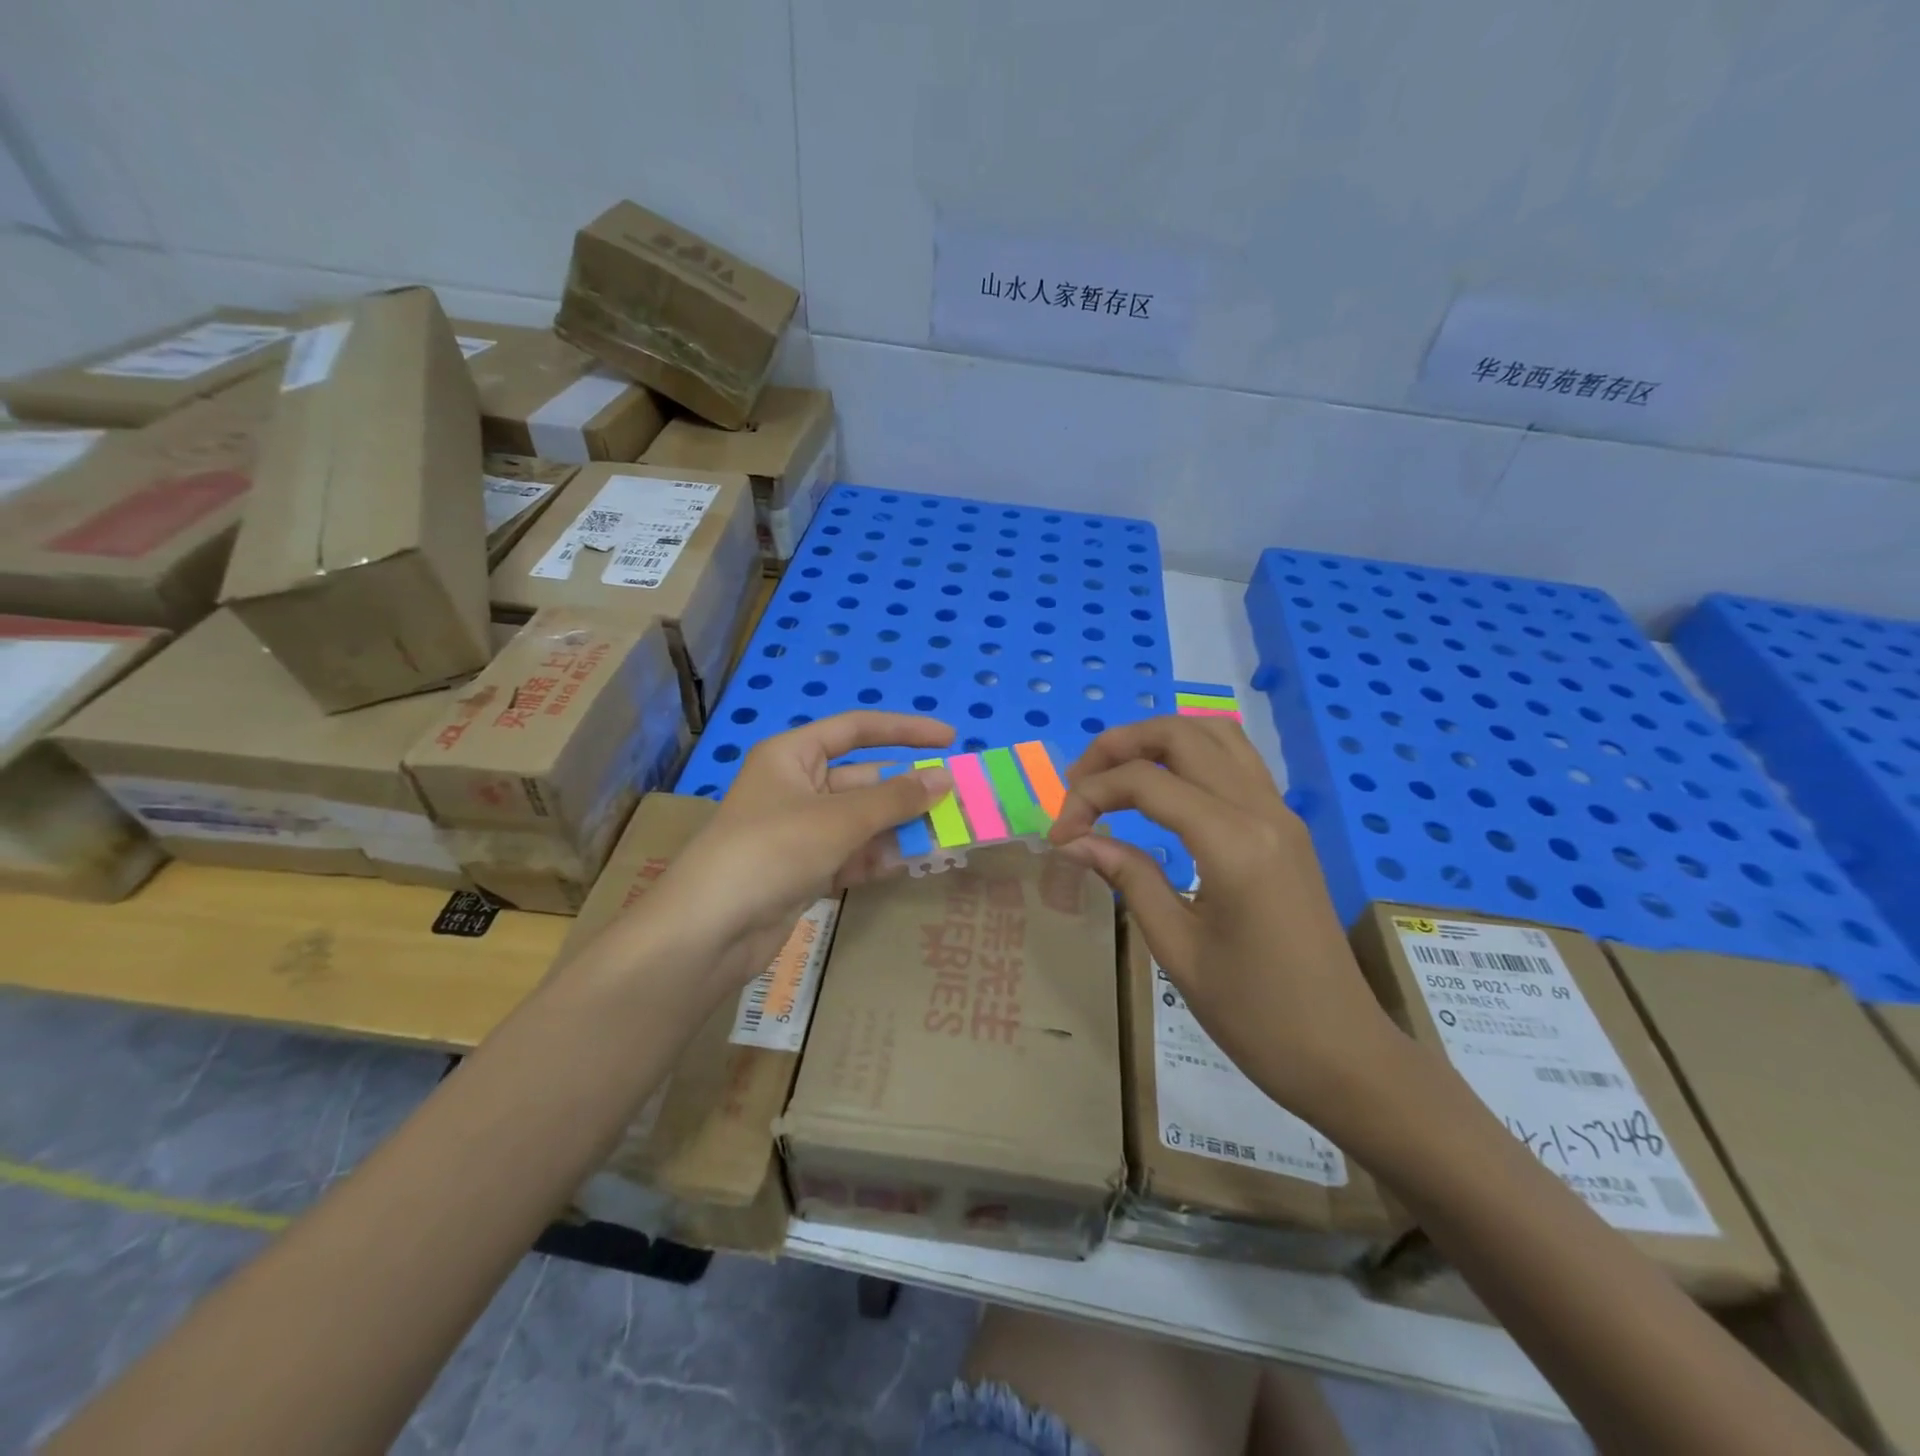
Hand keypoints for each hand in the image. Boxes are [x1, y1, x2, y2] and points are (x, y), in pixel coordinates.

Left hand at [645, 712, 954, 995]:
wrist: (710, 930)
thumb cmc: (772, 850)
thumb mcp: (839, 818)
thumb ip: (896, 799)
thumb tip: (945, 779)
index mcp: (792, 755)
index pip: (856, 729)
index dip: (905, 730)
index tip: (950, 739)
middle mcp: (796, 786)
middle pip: (863, 779)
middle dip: (906, 791)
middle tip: (956, 800)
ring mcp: (799, 831)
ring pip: (861, 820)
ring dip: (898, 827)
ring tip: (946, 834)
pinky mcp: (803, 870)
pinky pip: (851, 853)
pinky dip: (877, 857)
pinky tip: (909, 863)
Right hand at [1047, 715, 1404, 1120]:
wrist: (1343, 1055)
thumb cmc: (1255, 1015)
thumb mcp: (1177, 948)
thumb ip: (1128, 877)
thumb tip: (1075, 841)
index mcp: (1233, 843)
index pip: (1146, 782)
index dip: (1089, 795)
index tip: (1060, 835)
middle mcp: (1262, 811)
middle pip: (1182, 734)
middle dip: (1119, 745)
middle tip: (1078, 782)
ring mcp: (1282, 814)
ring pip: (1217, 733)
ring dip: (1158, 740)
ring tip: (1116, 774)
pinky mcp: (1288, 828)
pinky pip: (1237, 762)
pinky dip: (1191, 756)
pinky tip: (1163, 790)